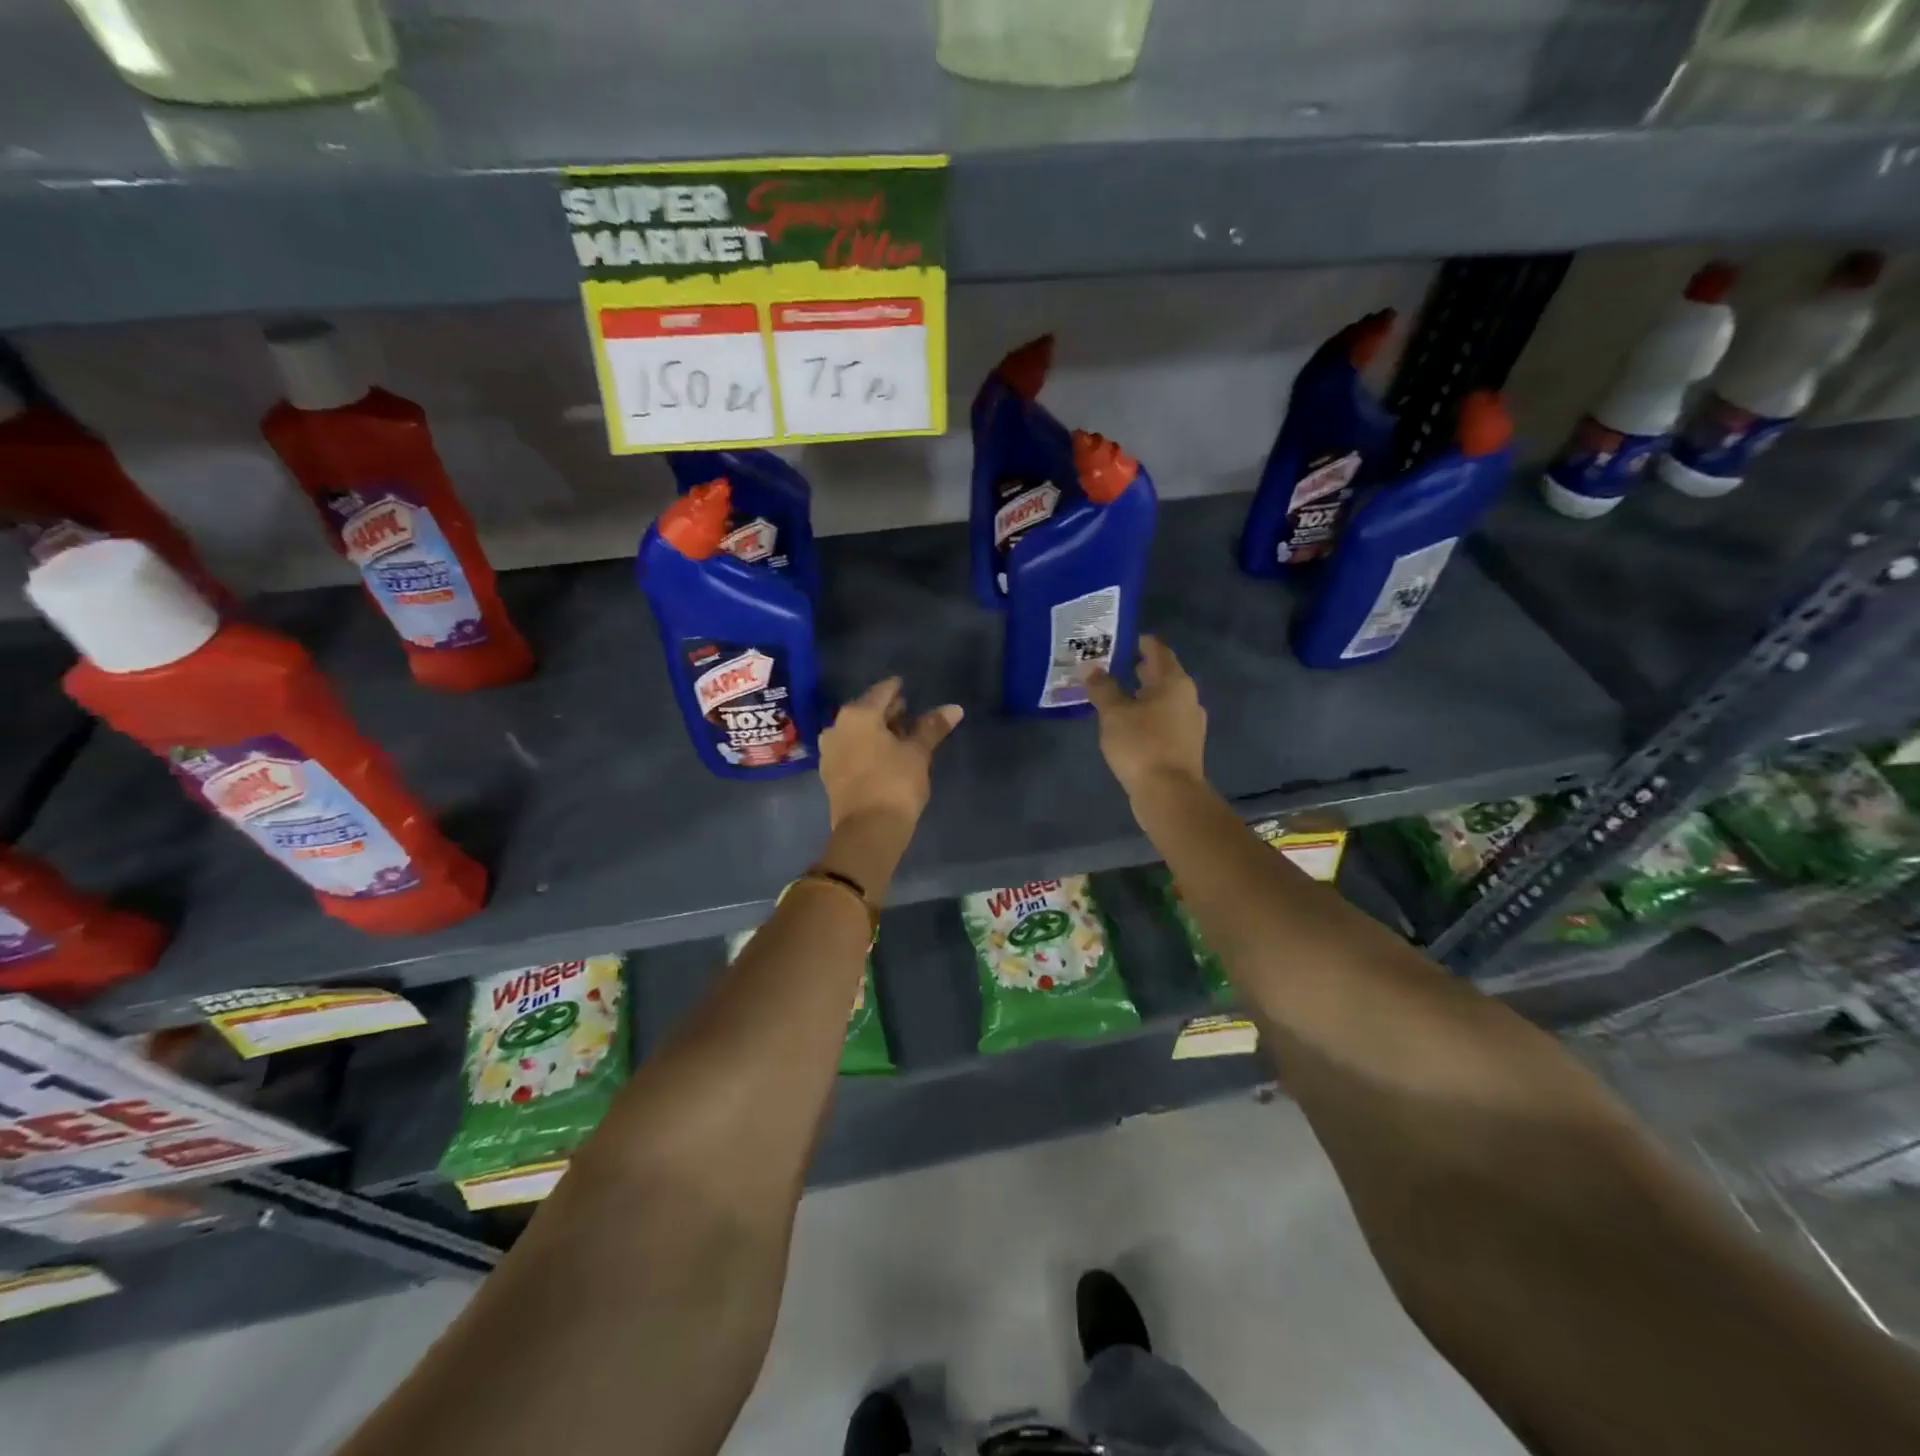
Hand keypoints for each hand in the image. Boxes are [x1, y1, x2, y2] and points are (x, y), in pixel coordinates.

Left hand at [818, 677, 962, 831]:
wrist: (868, 831)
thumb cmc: (895, 783)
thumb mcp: (918, 753)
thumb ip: (932, 727)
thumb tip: (954, 708)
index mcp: (858, 714)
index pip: (882, 691)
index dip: (897, 689)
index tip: (908, 688)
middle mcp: (837, 727)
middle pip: (866, 710)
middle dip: (887, 712)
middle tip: (908, 713)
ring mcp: (830, 751)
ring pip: (857, 731)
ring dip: (876, 731)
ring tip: (899, 736)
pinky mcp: (829, 773)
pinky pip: (851, 750)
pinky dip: (866, 747)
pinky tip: (883, 755)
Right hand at [1083, 635, 1206, 796]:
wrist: (1170, 795)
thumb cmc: (1142, 746)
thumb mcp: (1114, 714)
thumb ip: (1102, 688)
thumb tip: (1090, 667)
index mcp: (1174, 681)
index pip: (1156, 649)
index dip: (1136, 641)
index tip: (1114, 640)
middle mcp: (1187, 697)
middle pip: (1161, 674)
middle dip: (1135, 668)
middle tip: (1107, 665)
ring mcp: (1189, 722)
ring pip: (1162, 698)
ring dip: (1140, 694)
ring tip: (1112, 695)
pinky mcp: (1184, 744)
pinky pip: (1162, 719)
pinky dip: (1145, 714)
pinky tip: (1126, 723)